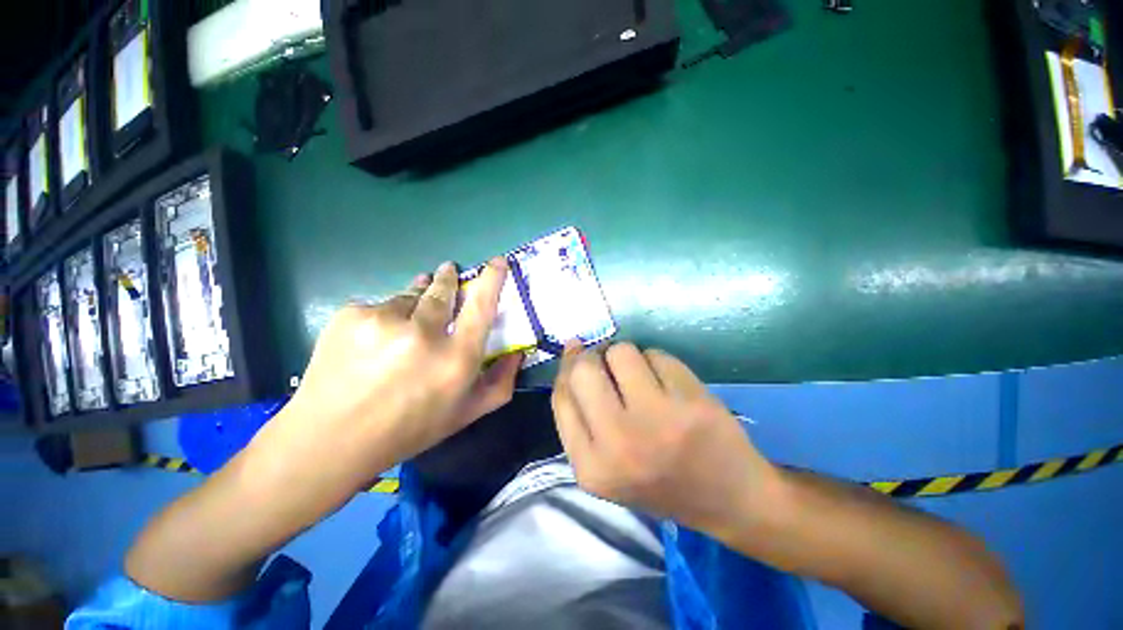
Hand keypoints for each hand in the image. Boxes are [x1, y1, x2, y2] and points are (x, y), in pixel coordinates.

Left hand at [255, 258, 521, 498]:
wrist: (331, 439)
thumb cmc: (410, 428)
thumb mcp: (466, 413)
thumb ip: (500, 382)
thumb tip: (517, 352)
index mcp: (456, 358)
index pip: (482, 305)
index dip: (492, 279)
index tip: (498, 261)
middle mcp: (424, 333)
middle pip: (444, 290)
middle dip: (449, 278)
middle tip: (449, 273)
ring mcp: (384, 320)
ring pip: (410, 295)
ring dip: (415, 301)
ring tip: (407, 321)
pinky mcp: (351, 314)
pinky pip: (380, 305)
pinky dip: (385, 316)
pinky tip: (375, 340)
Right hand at [551, 342, 780, 535]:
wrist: (729, 500)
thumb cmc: (659, 481)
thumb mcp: (605, 466)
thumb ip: (580, 417)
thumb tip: (571, 352)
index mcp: (592, 467)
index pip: (561, 397)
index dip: (567, 370)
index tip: (577, 357)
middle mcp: (619, 443)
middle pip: (584, 369)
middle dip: (592, 357)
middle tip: (607, 362)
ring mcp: (658, 420)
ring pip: (621, 352)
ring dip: (626, 356)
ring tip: (641, 377)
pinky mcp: (691, 402)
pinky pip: (656, 355)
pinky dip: (656, 361)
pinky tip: (668, 384)